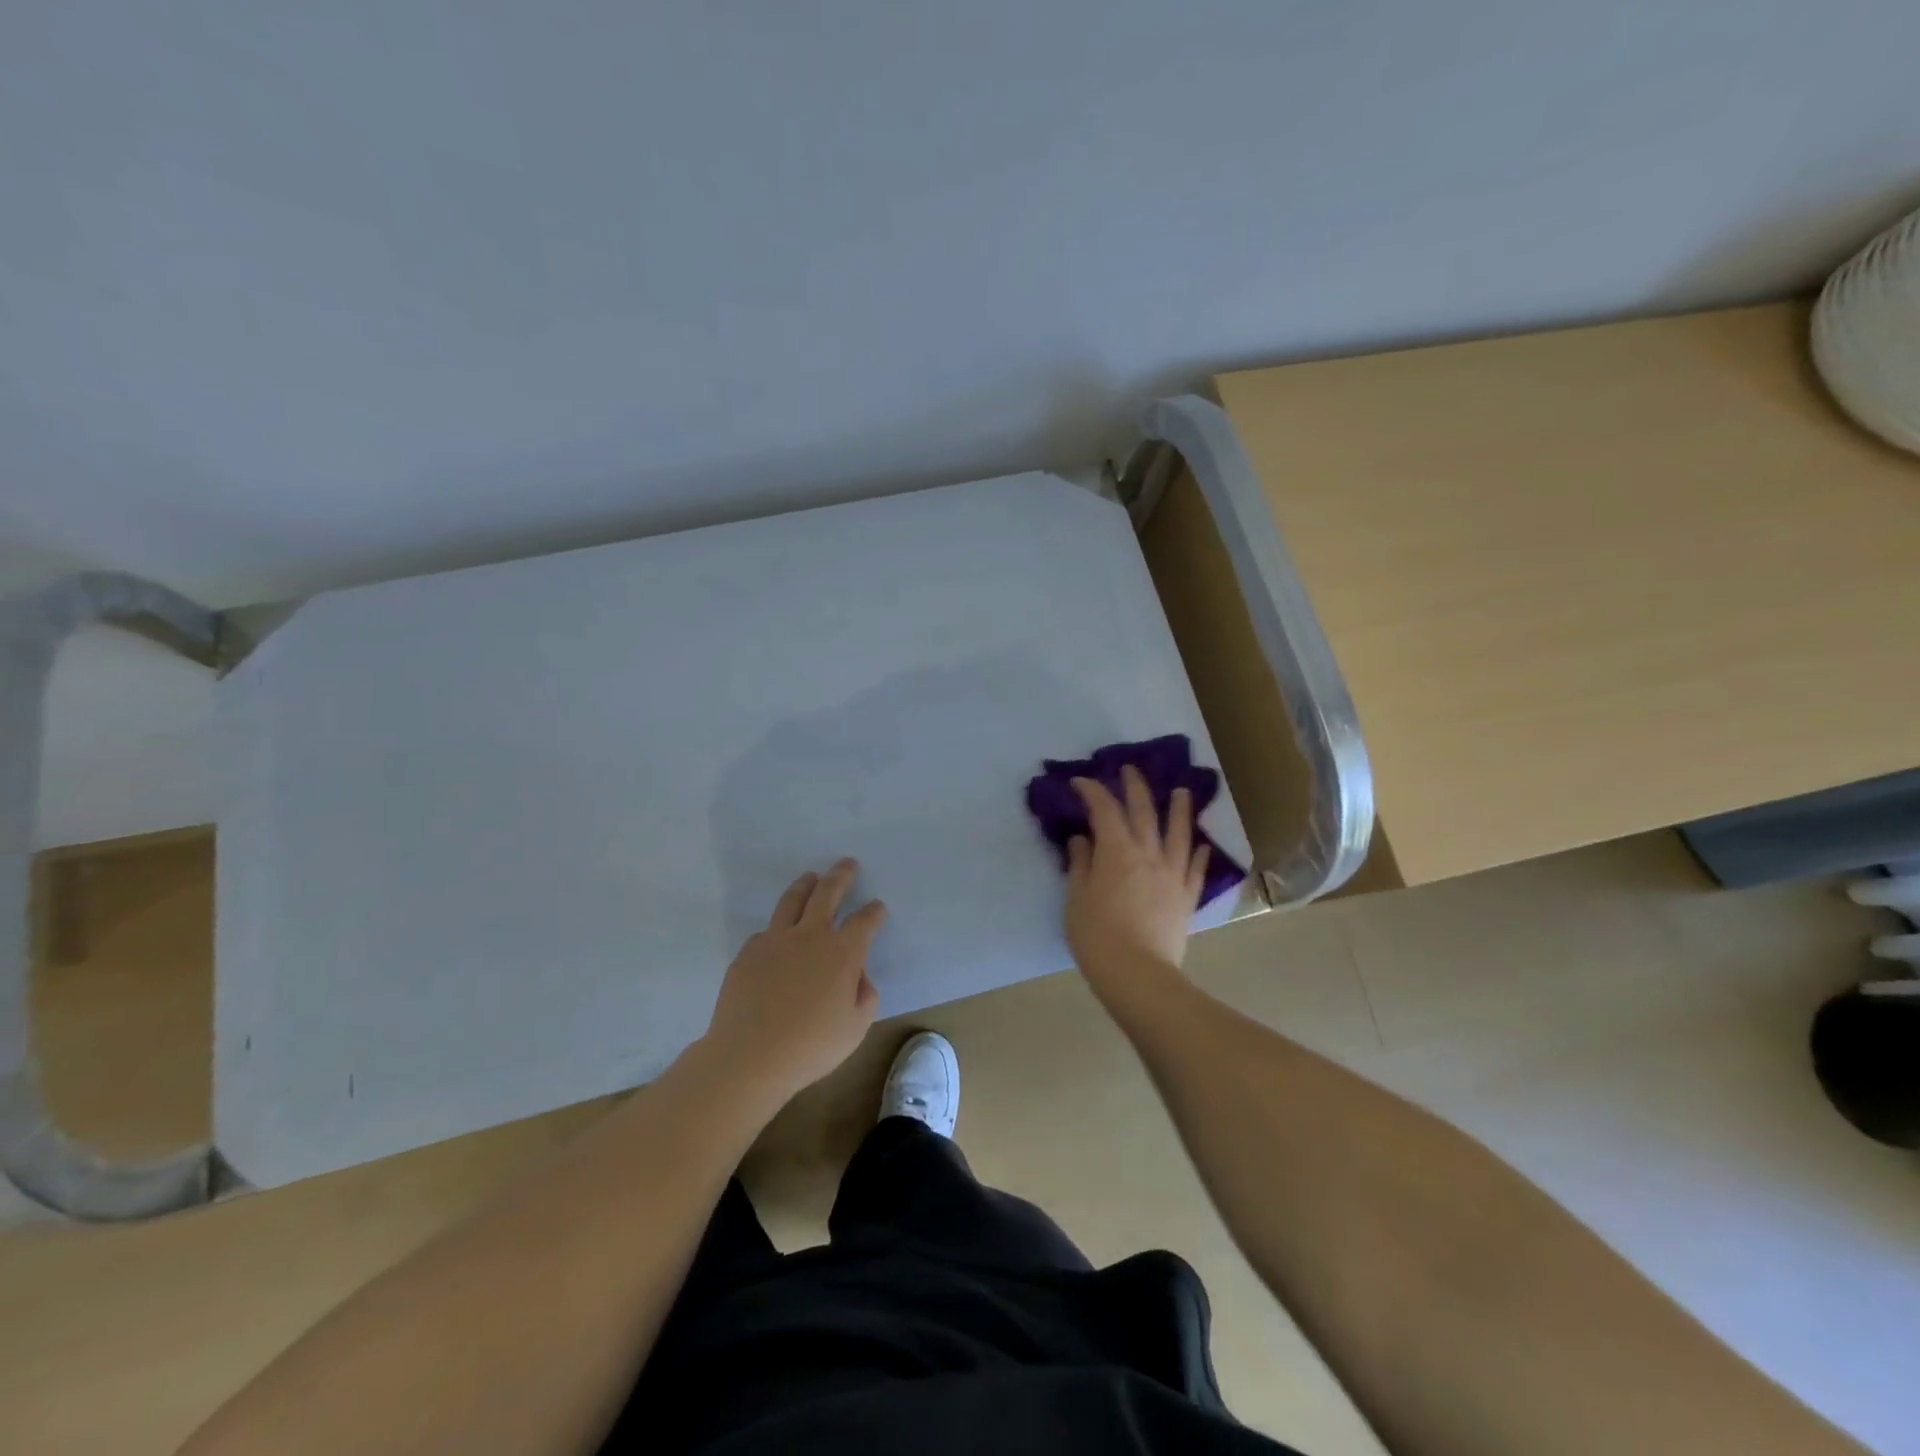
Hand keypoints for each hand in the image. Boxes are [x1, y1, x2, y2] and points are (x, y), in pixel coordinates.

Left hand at [703, 858, 884, 1107]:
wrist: (749, 1056)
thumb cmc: (811, 1046)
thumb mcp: (856, 1028)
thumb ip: (865, 996)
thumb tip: (858, 976)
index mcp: (842, 953)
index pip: (864, 921)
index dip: (874, 912)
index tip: (877, 907)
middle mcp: (810, 936)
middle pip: (827, 893)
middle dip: (840, 876)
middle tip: (847, 864)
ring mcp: (775, 940)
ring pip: (792, 900)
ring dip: (806, 885)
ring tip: (811, 877)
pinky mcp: (748, 953)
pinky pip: (767, 932)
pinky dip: (778, 927)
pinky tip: (778, 937)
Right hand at [1064, 767, 1209, 989]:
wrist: (1138, 975)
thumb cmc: (1097, 936)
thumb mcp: (1076, 898)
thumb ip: (1080, 864)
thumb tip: (1083, 839)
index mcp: (1117, 851)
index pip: (1104, 809)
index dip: (1092, 791)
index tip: (1080, 782)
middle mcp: (1148, 854)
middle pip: (1144, 811)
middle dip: (1135, 786)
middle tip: (1129, 769)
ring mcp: (1172, 875)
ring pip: (1178, 833)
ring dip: (1180, 809)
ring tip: (1183, 792)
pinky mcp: (1186, 897)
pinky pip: (1195, 869)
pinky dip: (1197, 853)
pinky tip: (1201, 845)